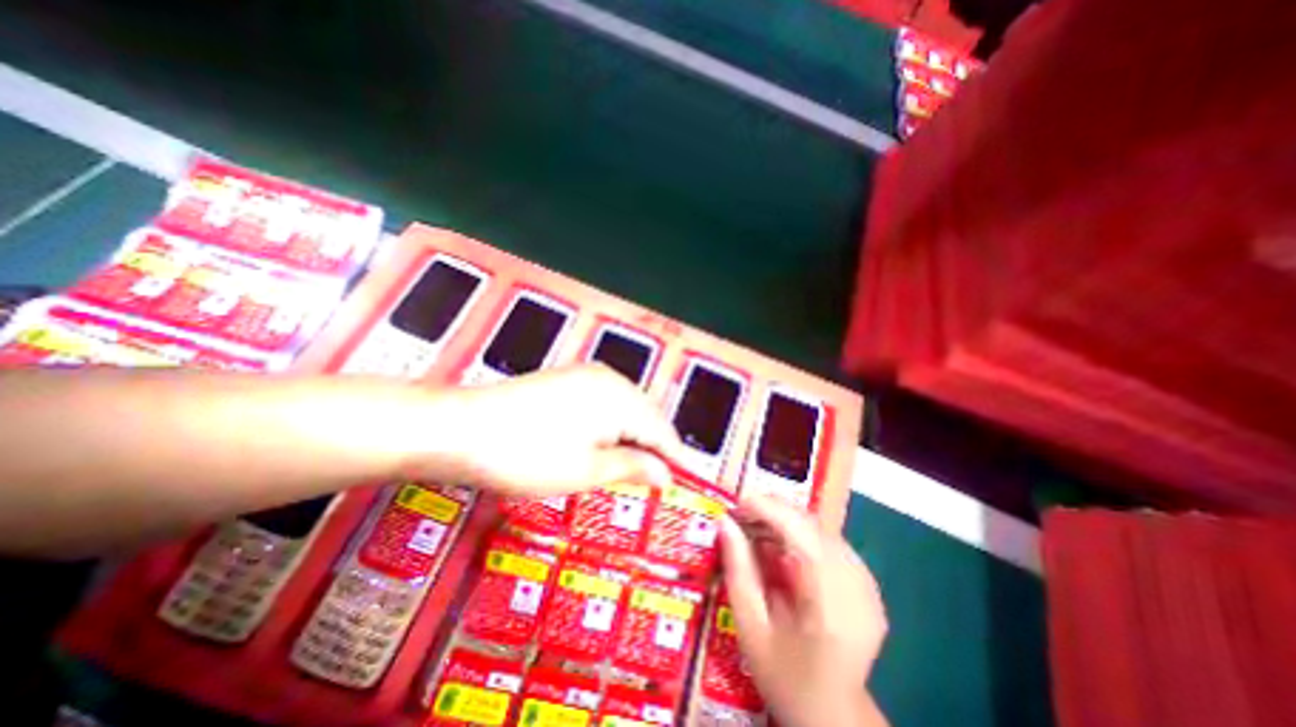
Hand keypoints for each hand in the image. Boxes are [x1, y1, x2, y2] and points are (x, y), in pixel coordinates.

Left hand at [428, 366, 688, 497]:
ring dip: (635, 438)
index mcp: (621, 398)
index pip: (662, 431)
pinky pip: (607, 403)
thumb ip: (633, 468)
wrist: (460, 427)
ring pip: (627, 409)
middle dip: (656, 448)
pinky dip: (614, 427)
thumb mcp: (585, 470)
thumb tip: (667, 475)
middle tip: (660, 483)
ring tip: (637, 469)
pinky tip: (607, 445)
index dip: (676, 460)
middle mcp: (610, 379)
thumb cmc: (527, 455)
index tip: (687, 485)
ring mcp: (587, 375)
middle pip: (647, 416)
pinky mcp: (569, 379)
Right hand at [720, 494, 891, 725]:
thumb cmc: (786, 678)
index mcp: (830, 608)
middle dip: (775, 511)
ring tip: (757, 526)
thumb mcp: (751, 629)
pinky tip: (783, 545)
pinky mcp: (869, 585)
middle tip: (742, 514)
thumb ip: (738, 571)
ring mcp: (869, 587)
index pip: (803, 536)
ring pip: (822, 529)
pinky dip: (802, 534)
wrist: (834, 717)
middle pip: (814, 527)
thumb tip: (725, 522)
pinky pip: (831, 542)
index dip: (770, 510)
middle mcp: (858, 590)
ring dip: (787, 520)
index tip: (738, 502)